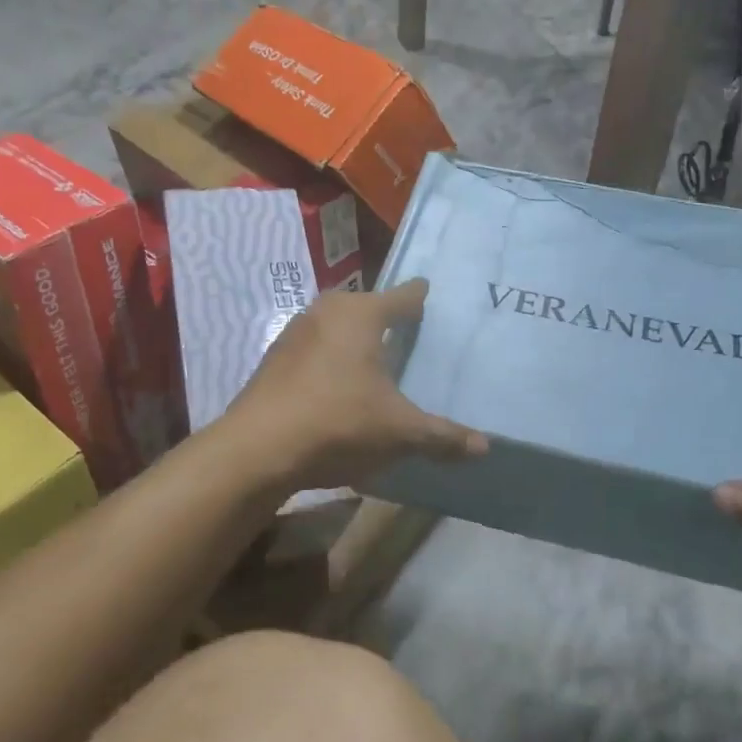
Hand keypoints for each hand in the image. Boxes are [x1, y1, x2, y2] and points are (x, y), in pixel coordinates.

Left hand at [223, 280, 487, 490]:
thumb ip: (443, 436)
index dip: (420, 295)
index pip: (403, 295)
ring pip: (337, 326)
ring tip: (377, 359)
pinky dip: (331, 358)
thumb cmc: (338, 423)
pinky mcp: (275, 358)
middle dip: (388, 317)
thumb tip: (485, 447)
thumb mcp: (399, 432)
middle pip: (367, 306)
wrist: (256, 449)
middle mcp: (327, 311)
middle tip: (413, 332)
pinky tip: (338, 385)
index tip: (431, 292)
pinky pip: (316, 348)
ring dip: (355, 338)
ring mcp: (295, 332)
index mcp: (361, 314)